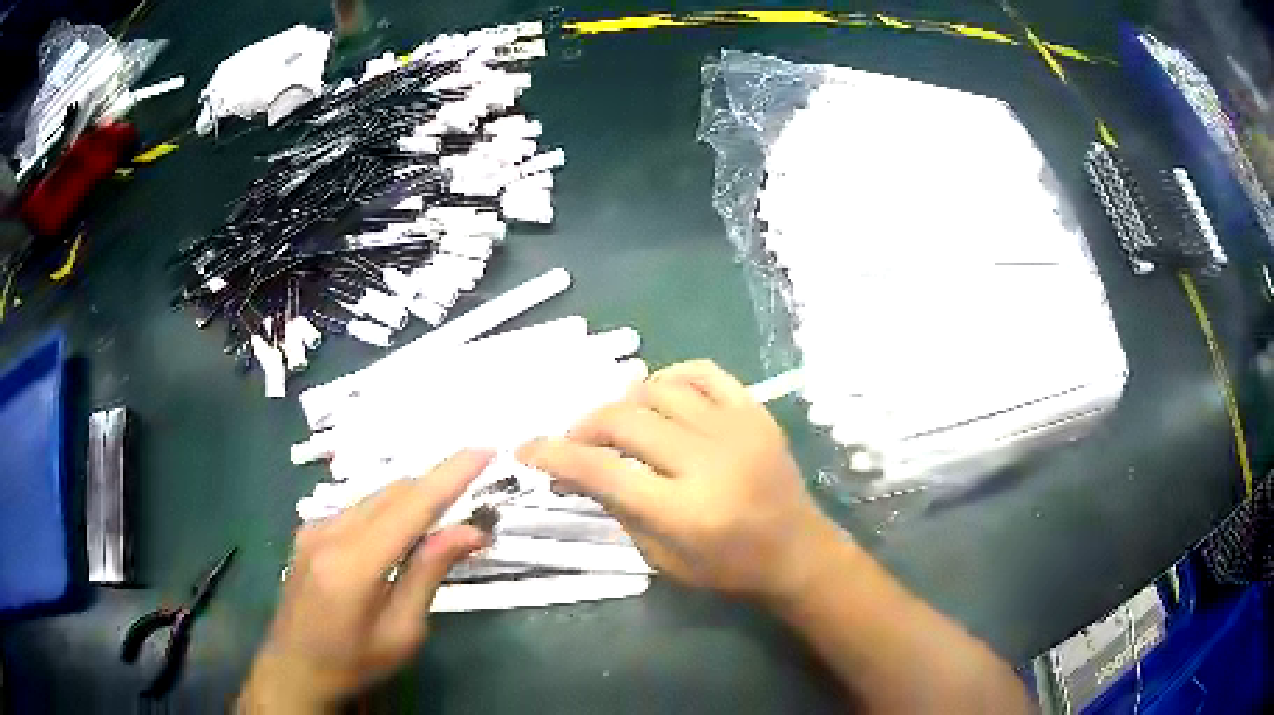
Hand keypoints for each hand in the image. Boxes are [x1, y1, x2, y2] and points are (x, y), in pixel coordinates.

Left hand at [239, 450, 492, 712]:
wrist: (294, 668)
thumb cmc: (354, 663)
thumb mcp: (401, 632)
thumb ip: (429, 574)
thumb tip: (469, 532)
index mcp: (353, 564)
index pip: (410, 507)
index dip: (450, 476)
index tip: (484, 450)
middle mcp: (329, 532)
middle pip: (393, 493)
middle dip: (436, 487)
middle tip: (476, 498)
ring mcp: (314, 528)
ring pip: (375, 497)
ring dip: (413, 500)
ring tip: (445, 520)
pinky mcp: (309, 531)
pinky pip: (359, 509)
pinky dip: (389, 512)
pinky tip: (403, 535)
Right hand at [518, 360, 843, 604]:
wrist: (796, 550)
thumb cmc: (726, 567)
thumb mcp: (660, 557)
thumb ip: (616, 508)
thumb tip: (573, 469)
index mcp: (684, 511)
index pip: (603, 470)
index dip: (554, 454)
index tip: (527, 448)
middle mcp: (709, 462)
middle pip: (626, 421)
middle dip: (585, 426)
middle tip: (576, 441)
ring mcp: (736, 429)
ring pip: (658, 390)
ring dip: (625, 402)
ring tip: (619, 423)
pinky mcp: (756, 412)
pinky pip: (704, 372)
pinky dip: (671, 377)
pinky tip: (659, 396)